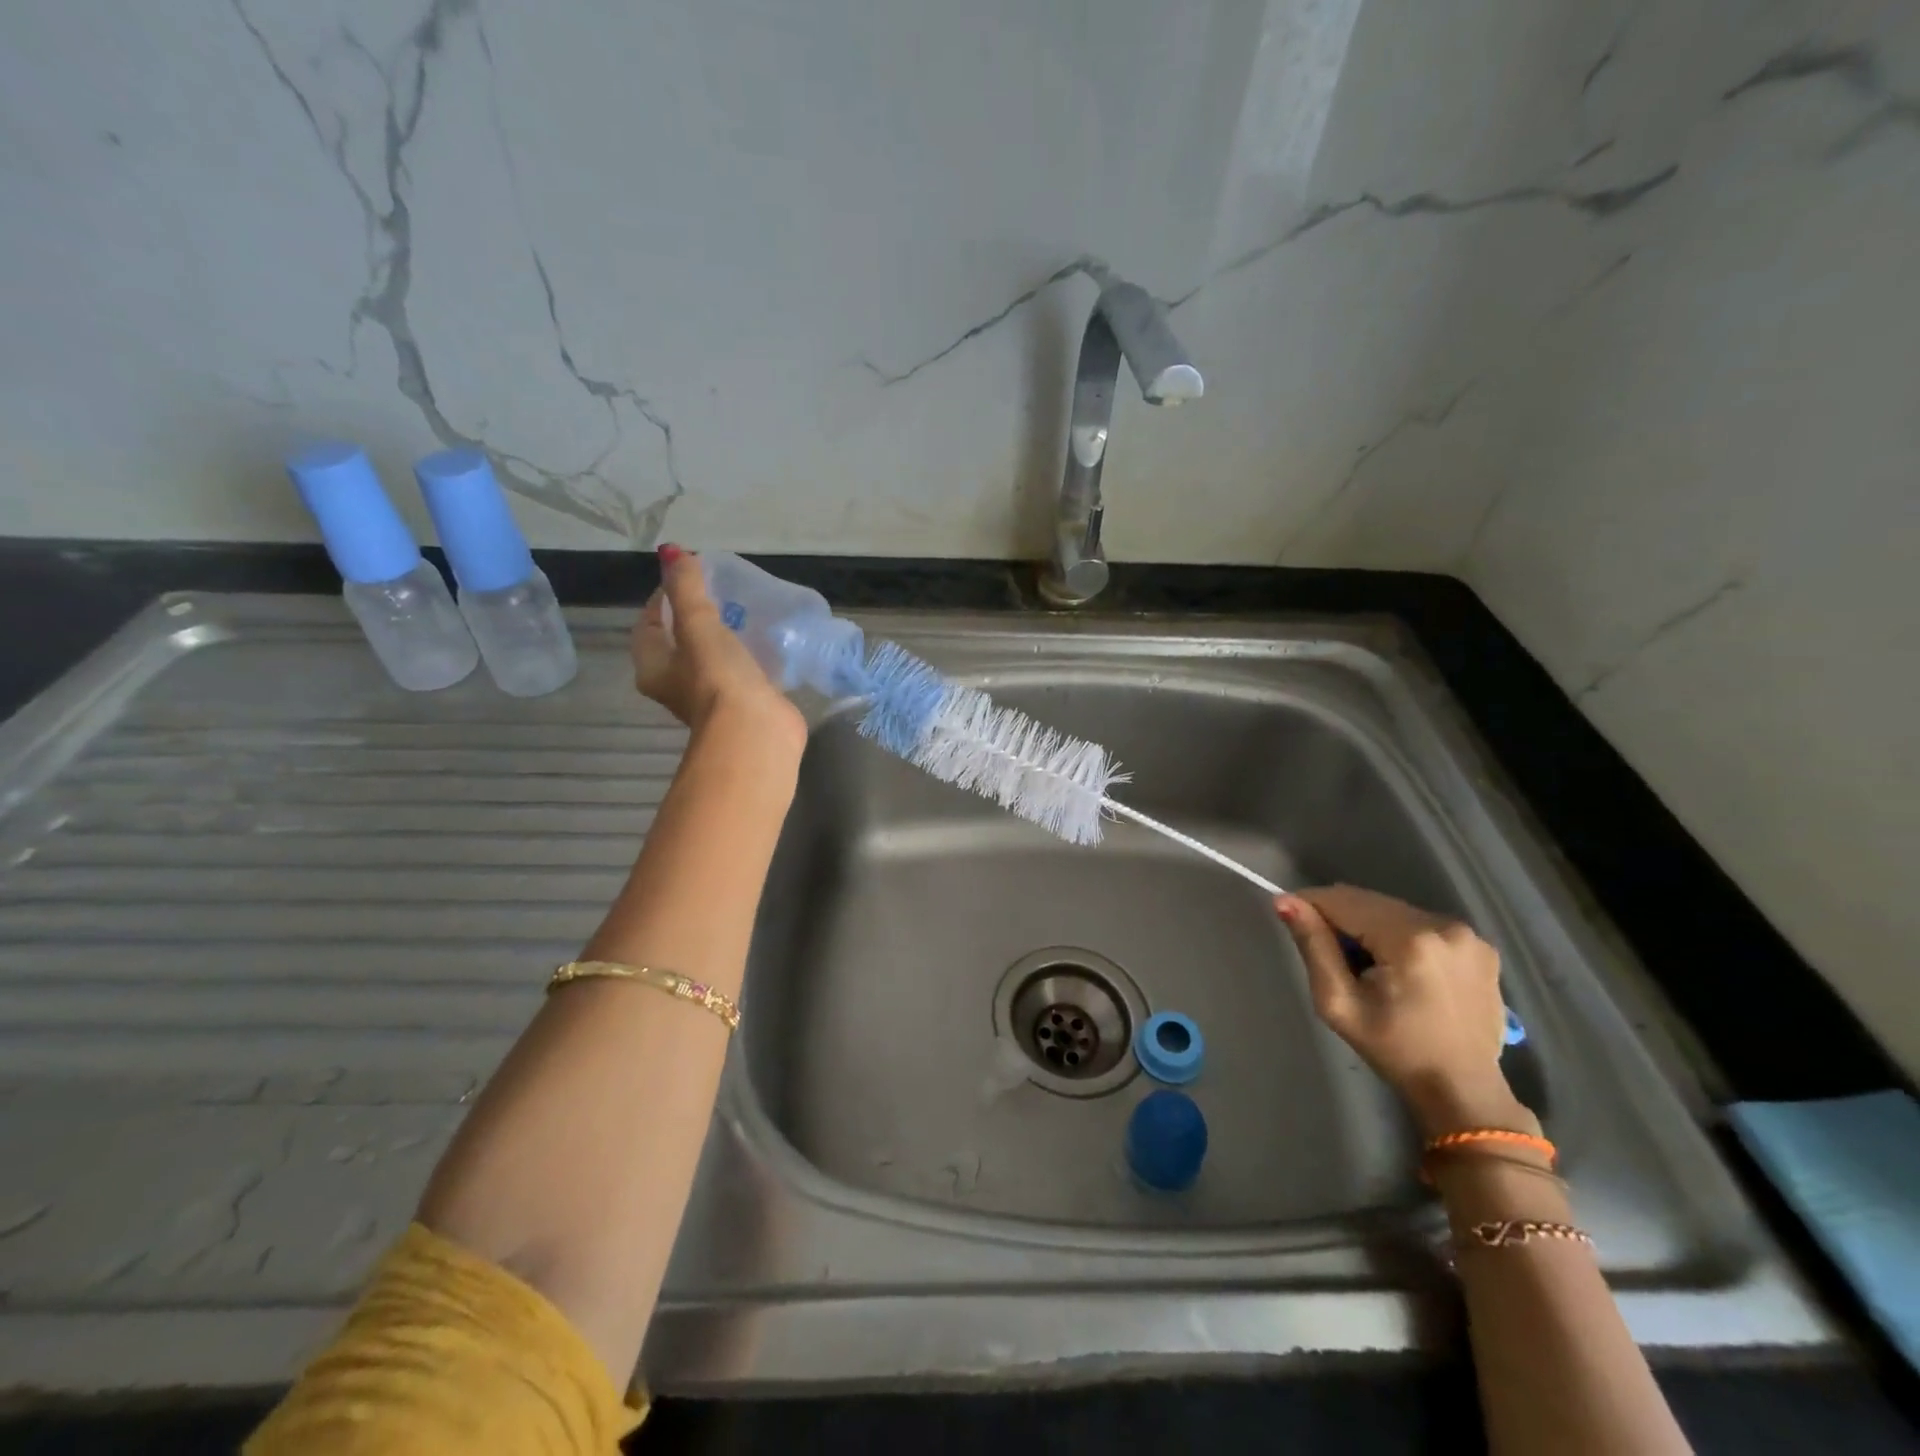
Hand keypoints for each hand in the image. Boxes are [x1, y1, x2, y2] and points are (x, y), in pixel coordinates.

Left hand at [634, 546, 806, 753]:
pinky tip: (765, 639)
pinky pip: (739, 671)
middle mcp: (676, 684)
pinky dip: (748, 655)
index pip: (649, 624)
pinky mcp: (741, 703)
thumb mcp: (698, 625)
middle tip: (719, 591)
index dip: (663, 598)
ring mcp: (710, 697)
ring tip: (743, 611)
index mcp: (653, 667)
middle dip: (696, 616)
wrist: (755, 732)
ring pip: (711, 657)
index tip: (688, 576)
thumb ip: (687, 588)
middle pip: (679, 641)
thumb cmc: (717, 678)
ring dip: (723, 636)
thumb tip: (672, 552)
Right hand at [1276, 885, 1533, 1138]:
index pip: (1343, 900)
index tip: (1293, 921)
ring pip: (1395, 911)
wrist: (1462, 1089)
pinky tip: (1402, 970)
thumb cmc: (1393, 1049)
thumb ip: (1313, 945)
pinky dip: (1401, 936)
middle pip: (1370, 902)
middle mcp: (1443, 925)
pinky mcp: (1480, 946)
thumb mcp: (1338, 1002)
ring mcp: (1468, 935)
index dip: (1311, 905)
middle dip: (1343, 919)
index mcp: (1409, 940)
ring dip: (1372, 927)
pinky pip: (1422, 924)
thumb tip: (1285, 901)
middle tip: (1333, 956)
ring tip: (1369, 967)